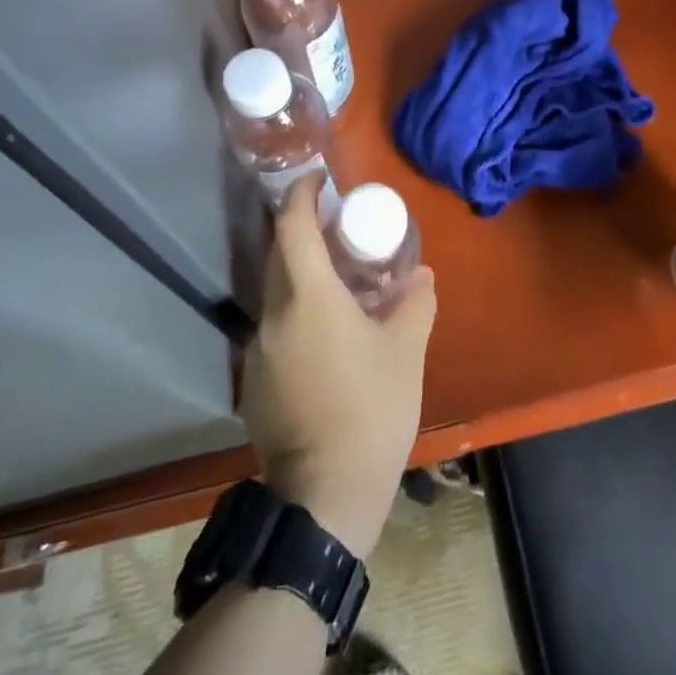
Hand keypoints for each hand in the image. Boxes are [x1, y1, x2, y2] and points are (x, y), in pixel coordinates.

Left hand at [238, 180, 436, 557]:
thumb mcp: (405, 351)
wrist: (325, 495)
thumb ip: (414, 303)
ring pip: (278, 295)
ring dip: (305, 278)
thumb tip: (420, 277)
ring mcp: (258, 352)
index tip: (319, 180)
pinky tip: (330, 339)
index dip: (302, 195)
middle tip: (343, 234)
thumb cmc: (371, 410)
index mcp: (307, 298)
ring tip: (344, 287)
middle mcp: (273, 316)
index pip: (292, 227)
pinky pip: (277, 329)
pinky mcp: (255, 383)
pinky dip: (299, 315)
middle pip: (281, 257)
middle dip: (306, 234)